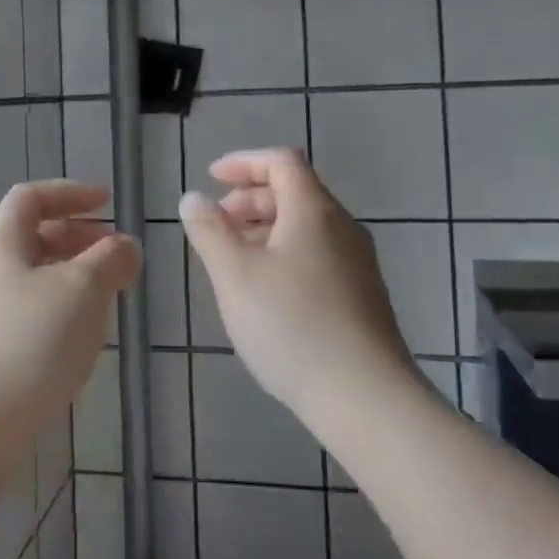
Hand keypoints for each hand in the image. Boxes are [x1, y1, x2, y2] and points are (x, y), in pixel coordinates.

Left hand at [0, 180, 139, 459]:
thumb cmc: (31, 344)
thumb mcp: (83, 291)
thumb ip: (110, 259)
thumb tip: (125, 245)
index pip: (31, 197)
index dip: (71, 193)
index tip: (108, 204)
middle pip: (30, 237)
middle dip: (77, 239)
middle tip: (115, 257)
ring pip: (28, 277)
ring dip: (69, 277)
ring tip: (104, 300)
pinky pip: (22, 312)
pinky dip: (54, 308)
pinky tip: (75, 339)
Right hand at [179, 148, 415, 434]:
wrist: (365, 397)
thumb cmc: (292, 326)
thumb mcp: (235, 275)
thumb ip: (210, 231)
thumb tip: (194, 198)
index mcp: (313, 210)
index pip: (281, 161)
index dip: (244, 162)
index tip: (212, 178)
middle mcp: (342, 227)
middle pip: (295, 192)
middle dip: (250, 199)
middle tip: (217, 224)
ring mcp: (358, 263)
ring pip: (306, 227)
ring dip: (265, 229)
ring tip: (234, 259)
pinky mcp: (362, 295)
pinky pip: (318, 254)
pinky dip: (285, 254)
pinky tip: (266, 292)